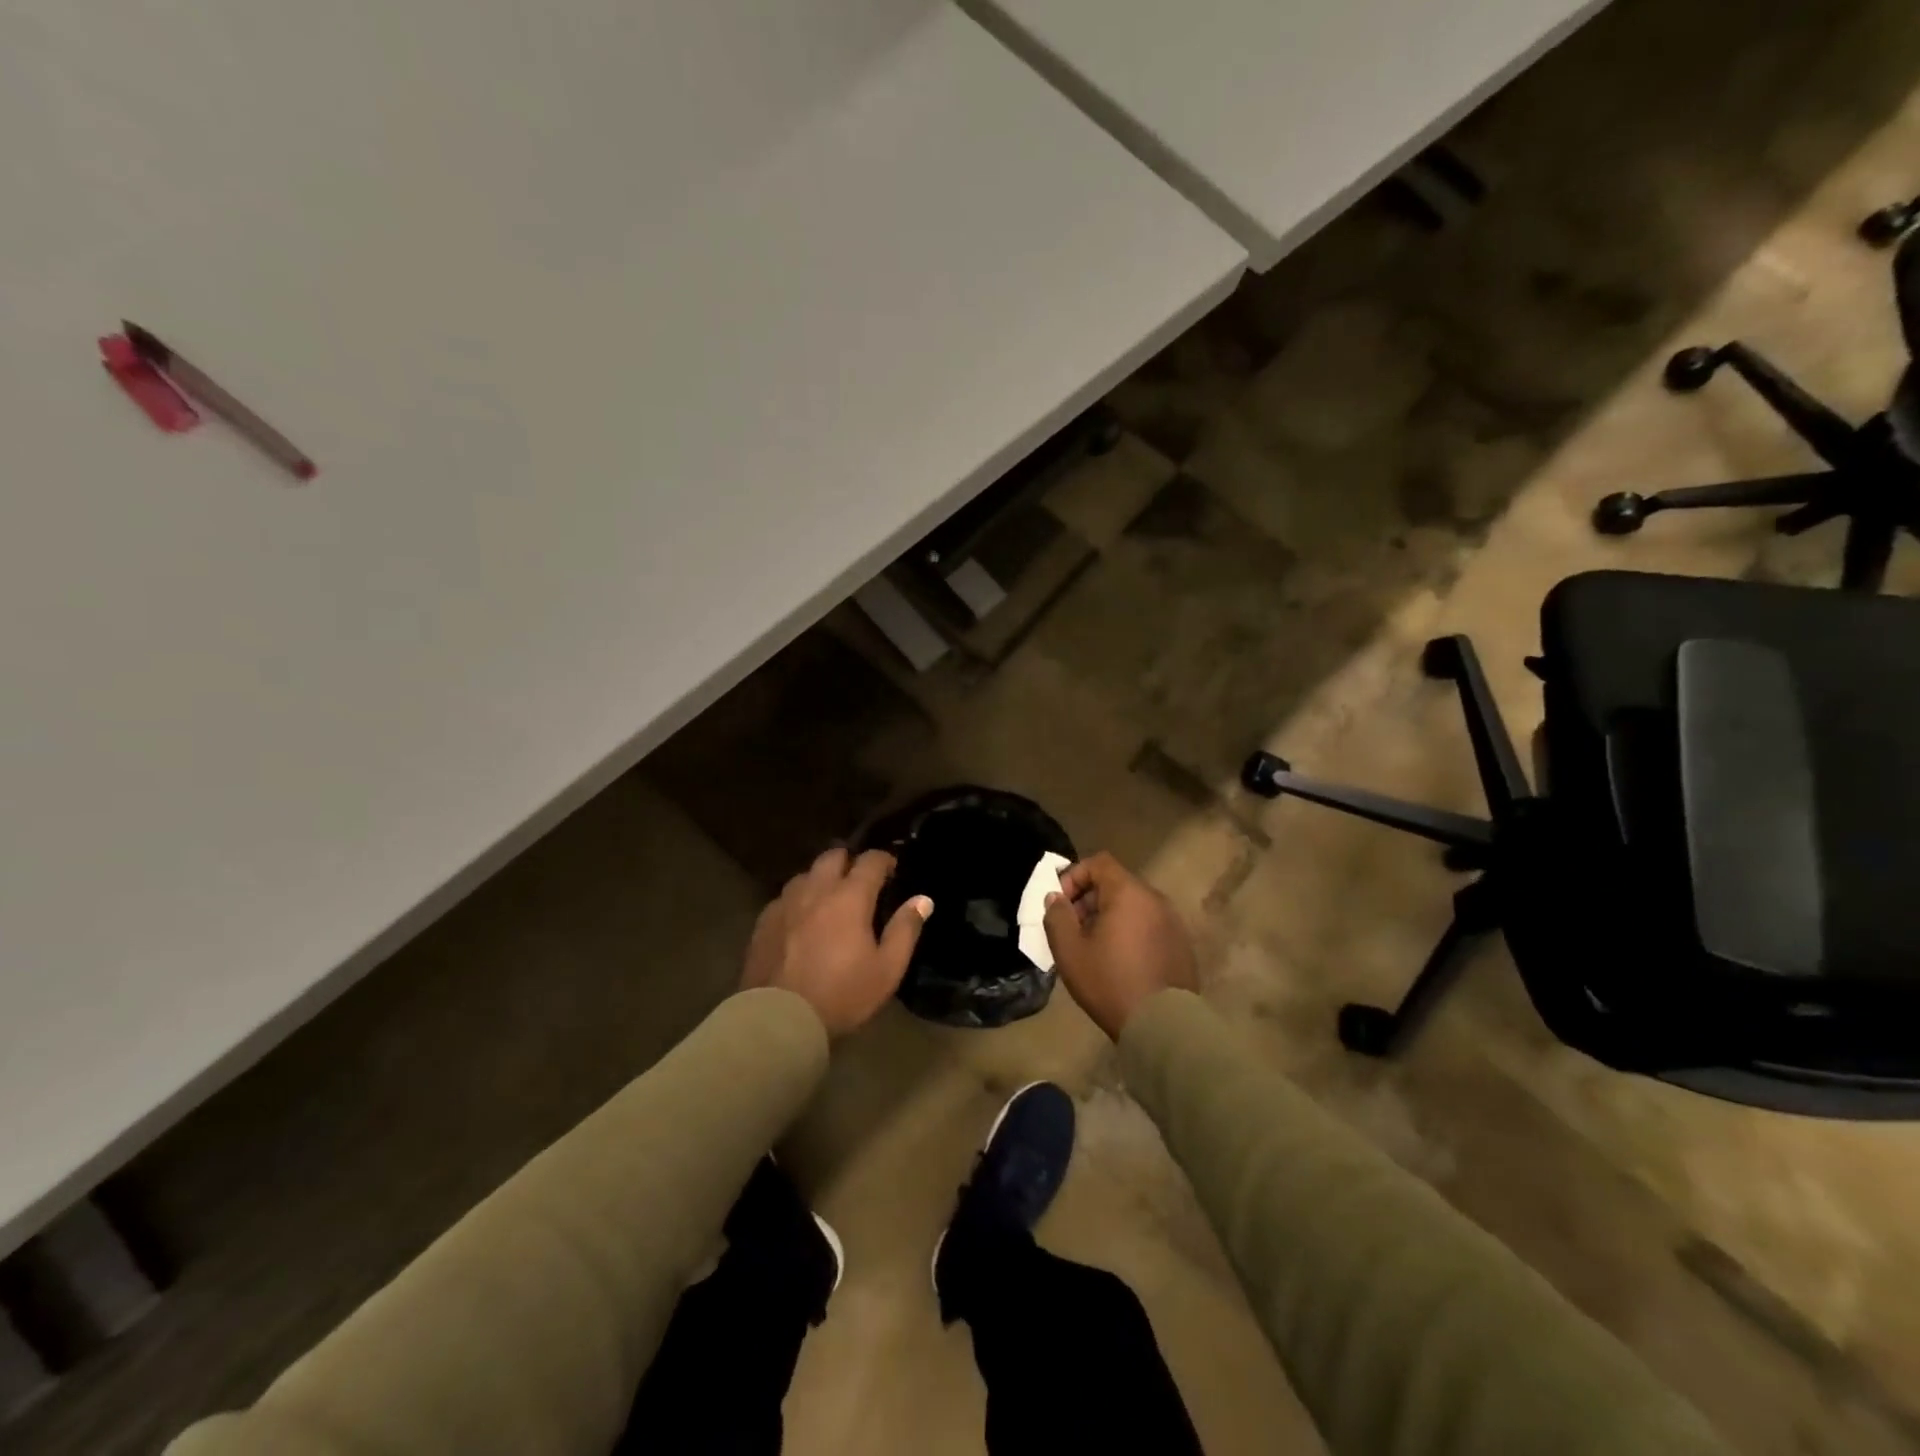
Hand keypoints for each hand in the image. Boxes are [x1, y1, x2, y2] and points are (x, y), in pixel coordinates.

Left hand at [741, 848, 932, 1035]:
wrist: (778, 1018)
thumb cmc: (841, 994)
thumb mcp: (887, 969)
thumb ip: (905, 930)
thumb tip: (923, 899)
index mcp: (849, 897)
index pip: (870, 861)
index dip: (884, 860)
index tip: (892, 869)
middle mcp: (816, 889)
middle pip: (833, 856)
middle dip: (849, 861)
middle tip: (860, 881)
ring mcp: (786, 903)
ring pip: (806, 874)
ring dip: (821, 879)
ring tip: (829, 899)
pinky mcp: (764, 920)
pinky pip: (785, 897)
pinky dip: (798, 900)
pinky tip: (801, 920)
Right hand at [1042, 851, 1195, 1039]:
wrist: (1164, 1025)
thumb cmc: (1111, 982)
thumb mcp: (1070, 951)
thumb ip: (1057, 917)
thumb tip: (1056, 897)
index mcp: (1129, 893)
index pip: (1099, 862)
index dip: (1075, 876)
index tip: (1062, 904)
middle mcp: (1155, 899)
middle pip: (1116, 883)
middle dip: (1090, 899)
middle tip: (1074, 929)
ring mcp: (1173, 922)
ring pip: (1133, 906)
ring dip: (1110, 917)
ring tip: (1095, 947)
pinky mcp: (1182, 944)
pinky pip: (1149, 925)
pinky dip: (1130, 932)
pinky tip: (1120, 961)